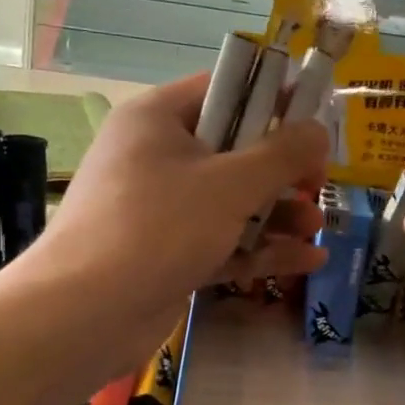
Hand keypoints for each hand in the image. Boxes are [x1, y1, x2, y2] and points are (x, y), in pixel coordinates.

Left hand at [25, 72, 328, 366]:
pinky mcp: (166, 254)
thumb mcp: (230, 184)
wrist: (85, 314)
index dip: (273, 99)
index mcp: (158, 119)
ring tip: (318, 230)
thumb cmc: (159, 227)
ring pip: (230, 202)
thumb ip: (282, 154)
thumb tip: (318, 130)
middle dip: (281, 171)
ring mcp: (160, 210)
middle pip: (232, 151)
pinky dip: (259, 250)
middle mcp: (156, 157)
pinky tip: (306, 262)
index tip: (316, 115)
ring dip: (276, 215)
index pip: (224, 90)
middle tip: (319, 185)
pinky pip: (221, 241)